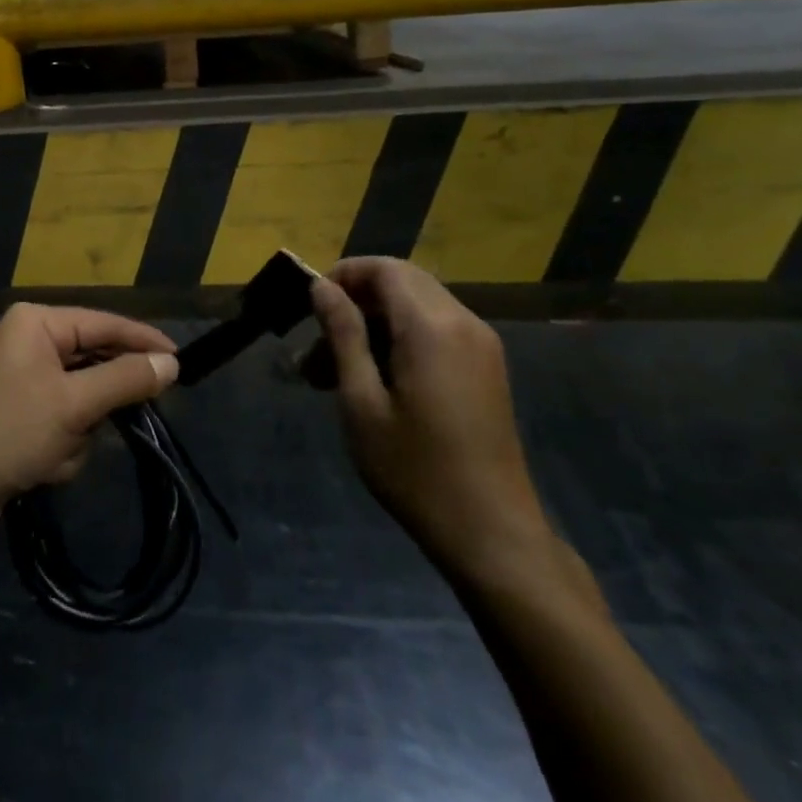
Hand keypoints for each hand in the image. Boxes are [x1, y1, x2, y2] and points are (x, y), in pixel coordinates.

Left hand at [0, 305, 178, 534]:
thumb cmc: (9, 433)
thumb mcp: (75, 405)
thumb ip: (126, 379)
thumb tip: (170, 363)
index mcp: (37, 322)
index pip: (105, 323)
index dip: (144, 342)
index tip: (182, 362)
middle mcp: (29, 339)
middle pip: (93, 361)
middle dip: (99, 403)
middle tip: (117, 421)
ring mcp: (22, 375)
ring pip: (82, 396)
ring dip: (79, 431)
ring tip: (56, 452)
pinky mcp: (19, 409)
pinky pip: (63, 417)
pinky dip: (62, 443)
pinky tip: (43, 465)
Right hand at [311, 257, 559, 588]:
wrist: (491, 533)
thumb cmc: (414, 469)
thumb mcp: (362, 401)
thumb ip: (343, 334)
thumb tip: (321, 287)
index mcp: (431, 326)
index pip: (384, 268)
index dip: (343, 275)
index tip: (310, 307)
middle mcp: (462, 322)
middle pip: (402, 281)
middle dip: (355, 301)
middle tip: (318, 344)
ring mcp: (480, 345)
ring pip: (416, 306)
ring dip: (373, 324)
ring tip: (332, 371)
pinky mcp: (486, 367)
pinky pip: (436, 330)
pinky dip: (399, 339)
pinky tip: (372, 381)